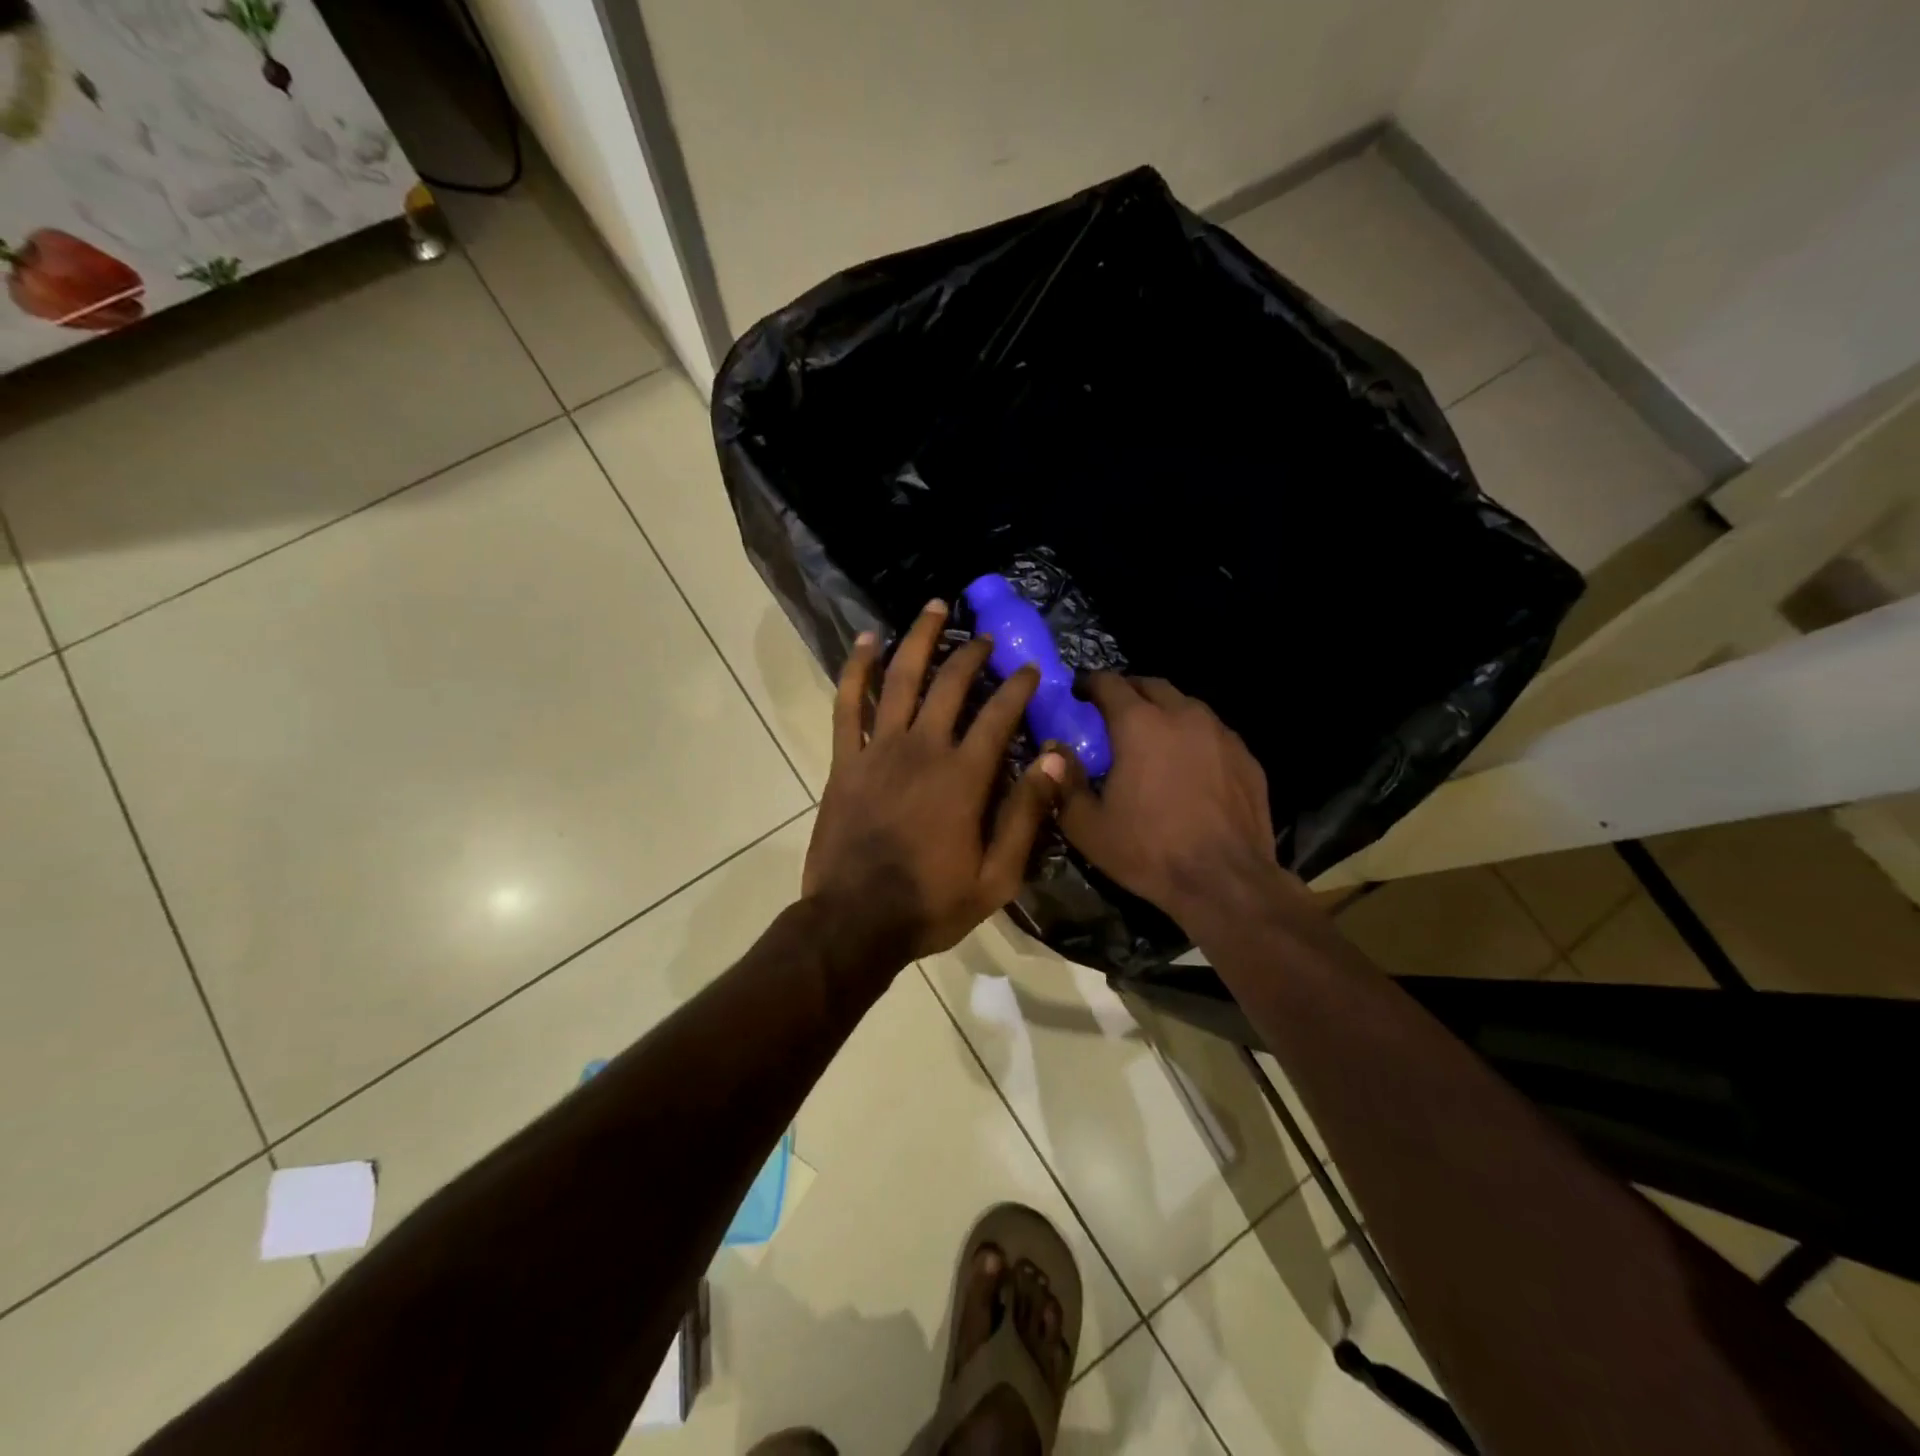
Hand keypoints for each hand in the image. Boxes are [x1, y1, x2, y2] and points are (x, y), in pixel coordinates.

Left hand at [803, 599, 1068, 961]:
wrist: (854, 922)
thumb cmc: (931, 904)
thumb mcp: (996, 877)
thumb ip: (1026, 815)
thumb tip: (1056, 760)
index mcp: (964, 777)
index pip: (999, 716)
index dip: (1018, 688)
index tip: (1031, 670)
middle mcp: (922, 749)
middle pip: (950, 685)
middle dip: (972, 654)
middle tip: (986, 637)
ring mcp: (878, 750)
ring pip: (900, 679)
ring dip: (919, 639)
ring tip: (934, 607)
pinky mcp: (844, 760)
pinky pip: (847, 704)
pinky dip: (856, 669)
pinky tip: (867, 640)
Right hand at [1058, 674, 1293, 932]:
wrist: (1225, 882)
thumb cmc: (1149, 851)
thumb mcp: (1087, 826)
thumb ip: (1064, 782)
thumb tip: (1053, 752)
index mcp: (1139, 725)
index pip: (1110, 683)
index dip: (1090, 683)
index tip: (1079, 693)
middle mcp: (1183, 716)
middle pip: (1151, 685)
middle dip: (1129, 691)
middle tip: (1113, 712)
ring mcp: (1221, 734)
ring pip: (1187, 706)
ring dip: (1164, 712)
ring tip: (1152, 737)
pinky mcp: (1247, 757)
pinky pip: (1214, 734)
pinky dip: (1194, 738)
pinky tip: (1189, 767)